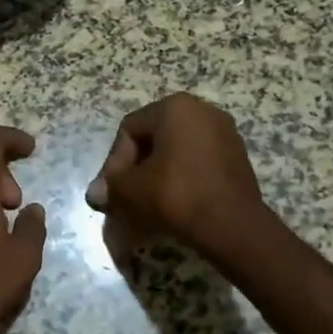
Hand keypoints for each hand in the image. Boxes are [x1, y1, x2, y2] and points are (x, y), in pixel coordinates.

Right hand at [85, 93, 265, 253]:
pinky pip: (197, 163)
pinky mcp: (237, 157)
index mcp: (175, 107)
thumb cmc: (175, 195)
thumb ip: (110, 186)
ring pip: (176, 152)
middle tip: (127, 196)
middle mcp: (202, 110)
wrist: (233, 226)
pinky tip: (174, 203)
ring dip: (157, 175)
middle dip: (136, 169)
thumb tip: (95, 194)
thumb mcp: (130, 190)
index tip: (113, 191)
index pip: (130, 130)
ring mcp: (224, 133)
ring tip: (148, 203)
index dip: (114, 161)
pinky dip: (182, 179)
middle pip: (154, 139)